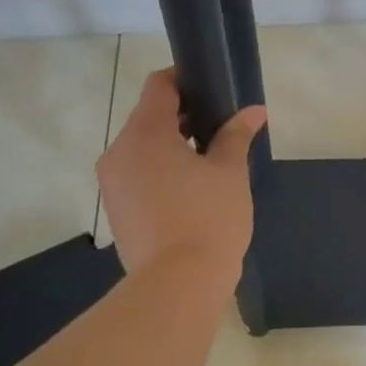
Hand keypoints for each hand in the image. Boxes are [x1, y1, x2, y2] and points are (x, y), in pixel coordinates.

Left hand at [96, 69, 266, 278]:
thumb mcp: (230, 172)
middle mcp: (119, 152)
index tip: (212, 89)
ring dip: (171, 146)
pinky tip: (190, 189)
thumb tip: (253, 111)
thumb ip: (236, 135)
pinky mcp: (115, 209)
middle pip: (149, 116)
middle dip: (183, 116)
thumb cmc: (208, 218)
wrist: (177, 286)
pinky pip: (137, 174)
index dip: (185, 79)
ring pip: (142, 147)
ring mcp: (112, 183)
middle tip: (219, 128)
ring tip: (208, 161)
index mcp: (145, 134)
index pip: (159, 86)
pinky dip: (160, 171)